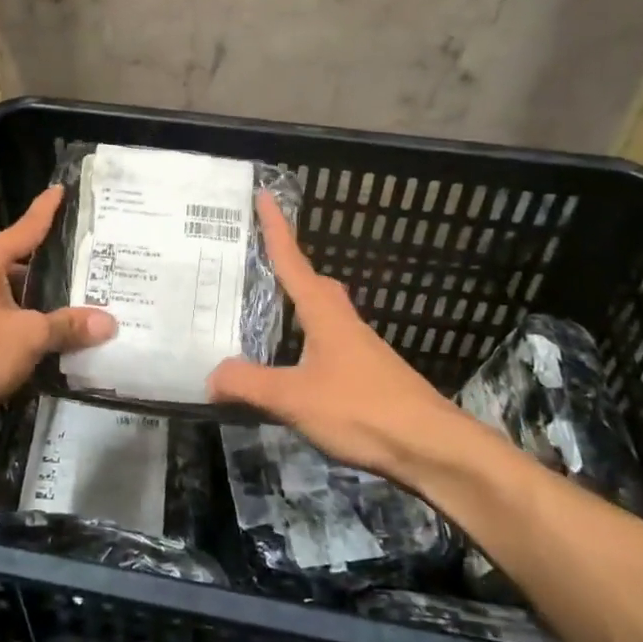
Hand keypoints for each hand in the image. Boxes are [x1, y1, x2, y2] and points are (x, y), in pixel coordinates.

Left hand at [0, 185, 115, 427]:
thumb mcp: (28, 338)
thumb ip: (67, 326)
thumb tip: (109, 322)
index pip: (24, 228)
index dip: (46, 210)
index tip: (60, 189)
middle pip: (15, 263)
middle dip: (48, 268)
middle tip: (87, 268)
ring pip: (3, 295)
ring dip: (32, 302)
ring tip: (71, 307)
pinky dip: (15, 324)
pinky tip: (38, 340)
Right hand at [208, 192, 465, 479]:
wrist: (431, 445)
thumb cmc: (361, 409)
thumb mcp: (294, 397)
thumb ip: (249, 384)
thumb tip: (211, 375)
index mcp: (324, 314)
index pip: (293, 261)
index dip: (276, 229)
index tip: (265, 196)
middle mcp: (343, 322)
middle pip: (314, 284)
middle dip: (290, 268)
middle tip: (261, 264)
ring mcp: (361, 349)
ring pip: (324, 314)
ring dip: (299, 308)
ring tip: (270, 318)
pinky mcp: (370, 375)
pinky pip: (330, 344)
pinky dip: (308, 342)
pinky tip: (297, 367)